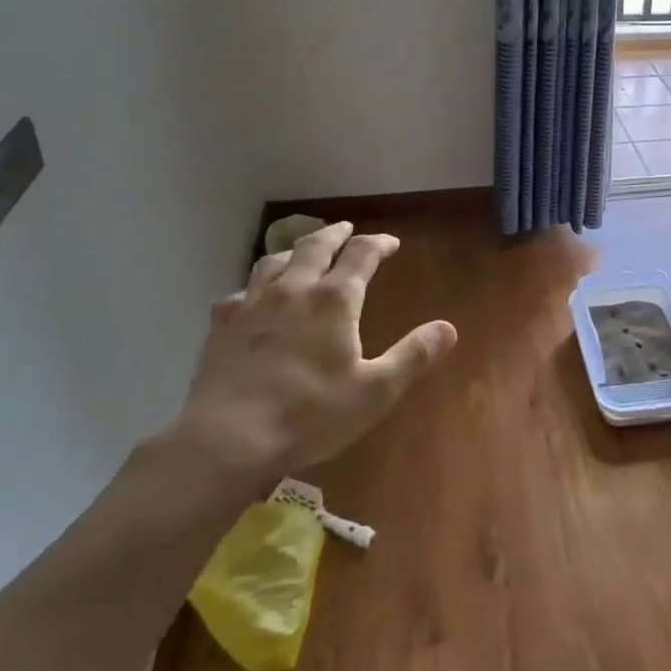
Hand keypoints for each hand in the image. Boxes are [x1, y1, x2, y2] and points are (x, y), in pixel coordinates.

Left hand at [166, 221, 456, 498]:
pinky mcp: (222, 327)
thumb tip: (448, 328)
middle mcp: (293, 290)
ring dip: (293, 251)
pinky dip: (253, 288)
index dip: (379, 244)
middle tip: (346, 229)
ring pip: (274, 261)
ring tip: (301, 254)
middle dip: (335, 234)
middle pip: (315, 246)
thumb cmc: (309, 415)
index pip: (361, 254)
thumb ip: (413, 356)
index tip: (391, 243)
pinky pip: (238, 294)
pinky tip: (252, 301)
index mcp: (334, 300)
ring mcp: (252, 305)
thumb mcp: (375, 391)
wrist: (227, 441)